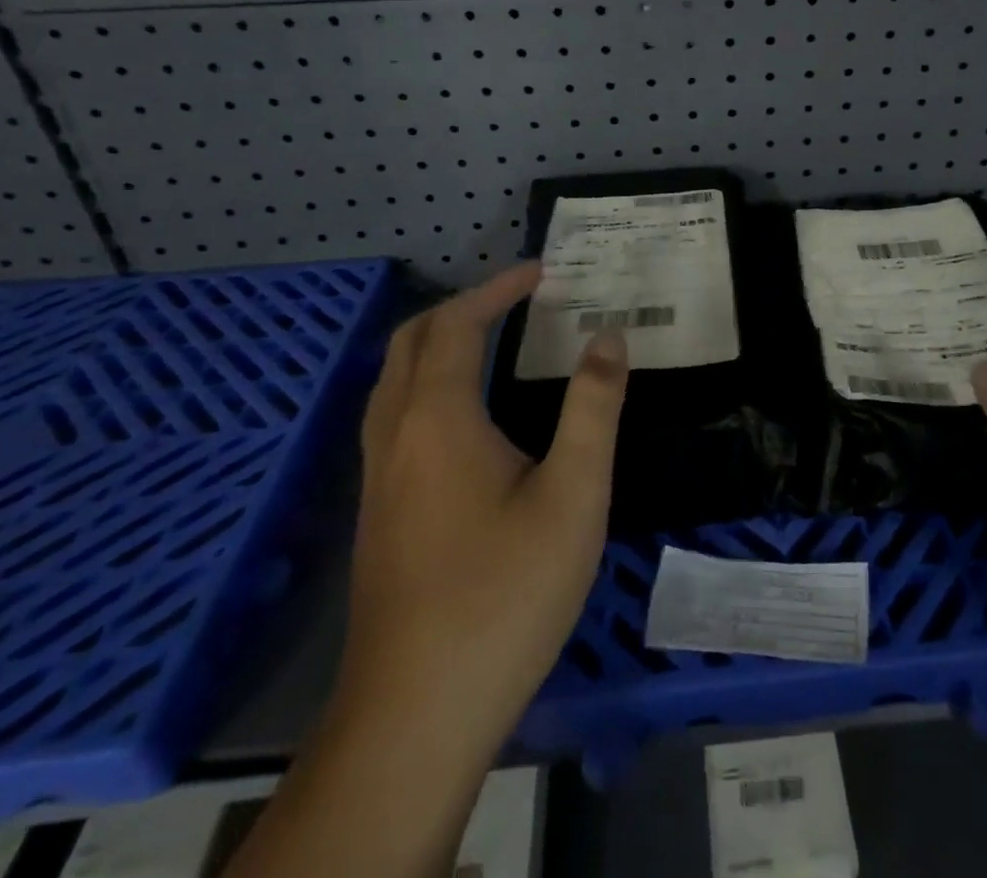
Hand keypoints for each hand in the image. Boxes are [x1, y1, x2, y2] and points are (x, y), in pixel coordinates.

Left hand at [338, 262, 628, 755]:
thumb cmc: (505, 592)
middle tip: (516, 300)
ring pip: (394, 381)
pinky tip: (466, 418)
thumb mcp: (574, 494)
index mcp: (438, 419)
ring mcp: (378, 478)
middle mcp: (395, 435)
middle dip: (461, 308)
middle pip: (412, 343)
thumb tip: (608, 336)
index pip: (456, 325)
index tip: (541, 273)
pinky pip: (394, 417)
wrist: (417, 713)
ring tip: (492, 341)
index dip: (496, 289)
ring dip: (438, 344)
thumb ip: (594, 407)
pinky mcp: (378, 514)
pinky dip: (428, 384)